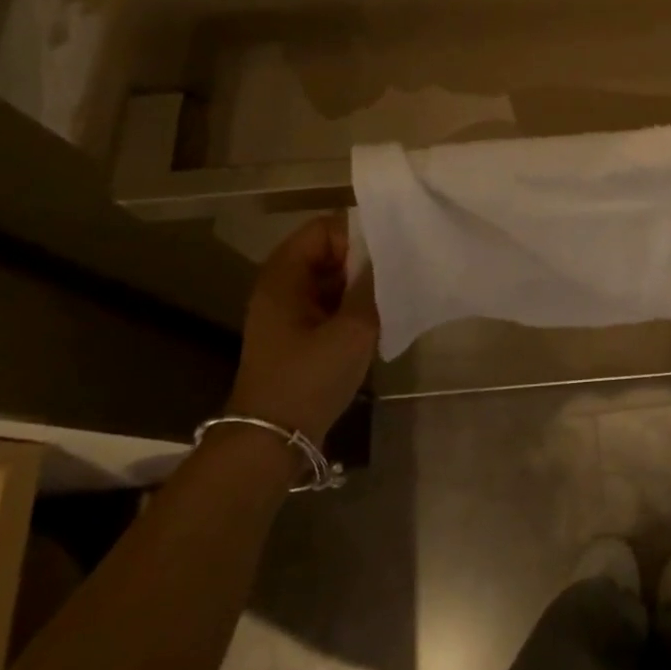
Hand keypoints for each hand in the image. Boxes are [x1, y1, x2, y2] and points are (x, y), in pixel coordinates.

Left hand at [228, 215, 379, 444]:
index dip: (357, 235)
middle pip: (328, 251)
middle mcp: (282, 286)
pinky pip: (330, 304)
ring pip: (332, 279)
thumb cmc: (309, 379)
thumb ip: (372, 285)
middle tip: (397, 277)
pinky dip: (352, 306)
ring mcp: (288, 312)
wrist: (273, 441)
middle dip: (363, 261)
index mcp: (284, 275)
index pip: (324, 228)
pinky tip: (377, 321)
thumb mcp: (352, 329)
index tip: (388, 256)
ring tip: (392, 298)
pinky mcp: (298, 335)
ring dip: (360, 285)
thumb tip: (388, 255)